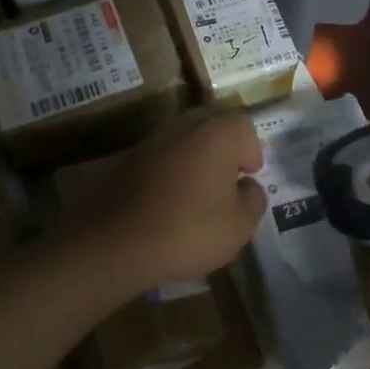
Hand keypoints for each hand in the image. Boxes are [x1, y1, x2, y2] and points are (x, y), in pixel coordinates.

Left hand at [77, 111, 267, 291]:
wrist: (116, 242)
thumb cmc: (189, 230)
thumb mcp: (240, 225)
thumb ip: (253, 199)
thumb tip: (246, 186)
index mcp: (217, 134)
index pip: (244, 128)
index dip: (251, 153)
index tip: (248, 179)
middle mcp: (183, 127)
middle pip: (211, 126)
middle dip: (222, 150)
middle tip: (225, 183)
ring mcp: (151, 141)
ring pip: (182, 141)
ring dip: (193, 160)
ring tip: (196, 196)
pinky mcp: (125, 159)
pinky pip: (159, 159)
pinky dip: (167, 173)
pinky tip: (167, 203)